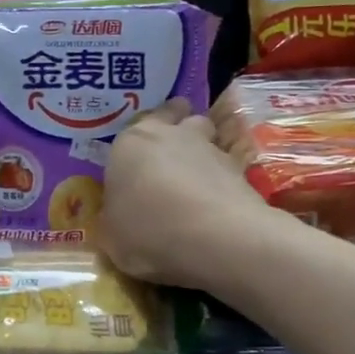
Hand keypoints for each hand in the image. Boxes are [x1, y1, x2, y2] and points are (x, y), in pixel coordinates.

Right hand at [98, 99, 277, 289]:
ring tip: (198, 185)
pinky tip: (218, 209)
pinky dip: (223, 183)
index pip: (137, 123)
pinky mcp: (242, 170)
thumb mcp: (113, 236)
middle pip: (180, 116)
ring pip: (208, 138)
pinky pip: (228, 169)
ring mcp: (211, 149)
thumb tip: (122, 218)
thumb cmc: (148, 230)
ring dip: (203, 154)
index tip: (141, 154)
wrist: (214, 237)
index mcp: (131, 143)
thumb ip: (116, 218)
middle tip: (173, 154)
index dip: (142, 136)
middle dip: (179, 127)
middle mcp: (171, 135)